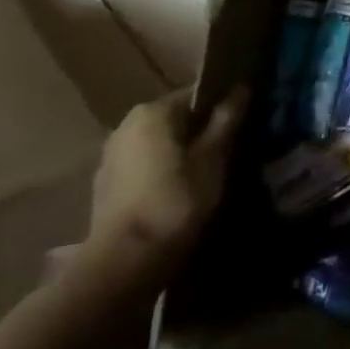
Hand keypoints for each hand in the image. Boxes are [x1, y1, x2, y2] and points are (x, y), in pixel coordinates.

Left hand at [81, 87, 244, 291]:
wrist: (124, 261)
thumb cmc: (176, 201)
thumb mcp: (212, 159)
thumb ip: (226, 120)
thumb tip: (241, 87)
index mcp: (153, 112)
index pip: (197, 94)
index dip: (223, 106)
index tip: (243, 124)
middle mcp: (126, 124)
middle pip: (176, 117)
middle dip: (201, 129)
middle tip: (230, 150)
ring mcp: (111, 154)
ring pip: (159, 141)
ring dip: (181, 151)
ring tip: (206, 173)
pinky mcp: (105, 183)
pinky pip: (143, 164)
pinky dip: (162, 169)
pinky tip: (178, 191)